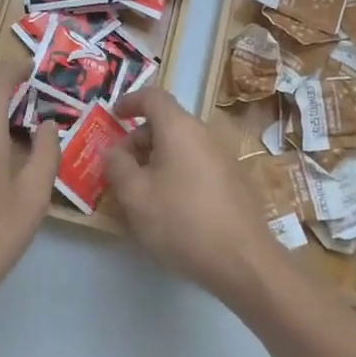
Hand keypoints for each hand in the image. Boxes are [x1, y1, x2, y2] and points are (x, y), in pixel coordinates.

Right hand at [104, 88, 283, 305]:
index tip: (114, 116)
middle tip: (121, 168)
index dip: (130, 101)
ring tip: (142, 191)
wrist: (243, 260)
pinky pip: (197, 164)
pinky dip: (177, 172)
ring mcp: (224, 157)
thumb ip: (117, 166)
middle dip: (139, 139)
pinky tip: (170, 205)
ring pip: (182, 146)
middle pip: (167, 123)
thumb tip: (113, 151)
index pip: (153, 97)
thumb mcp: (136, 196)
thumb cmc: (182, 220)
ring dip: (158, 159)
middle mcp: (204, 134)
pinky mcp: (235, 180)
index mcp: (179, 128)